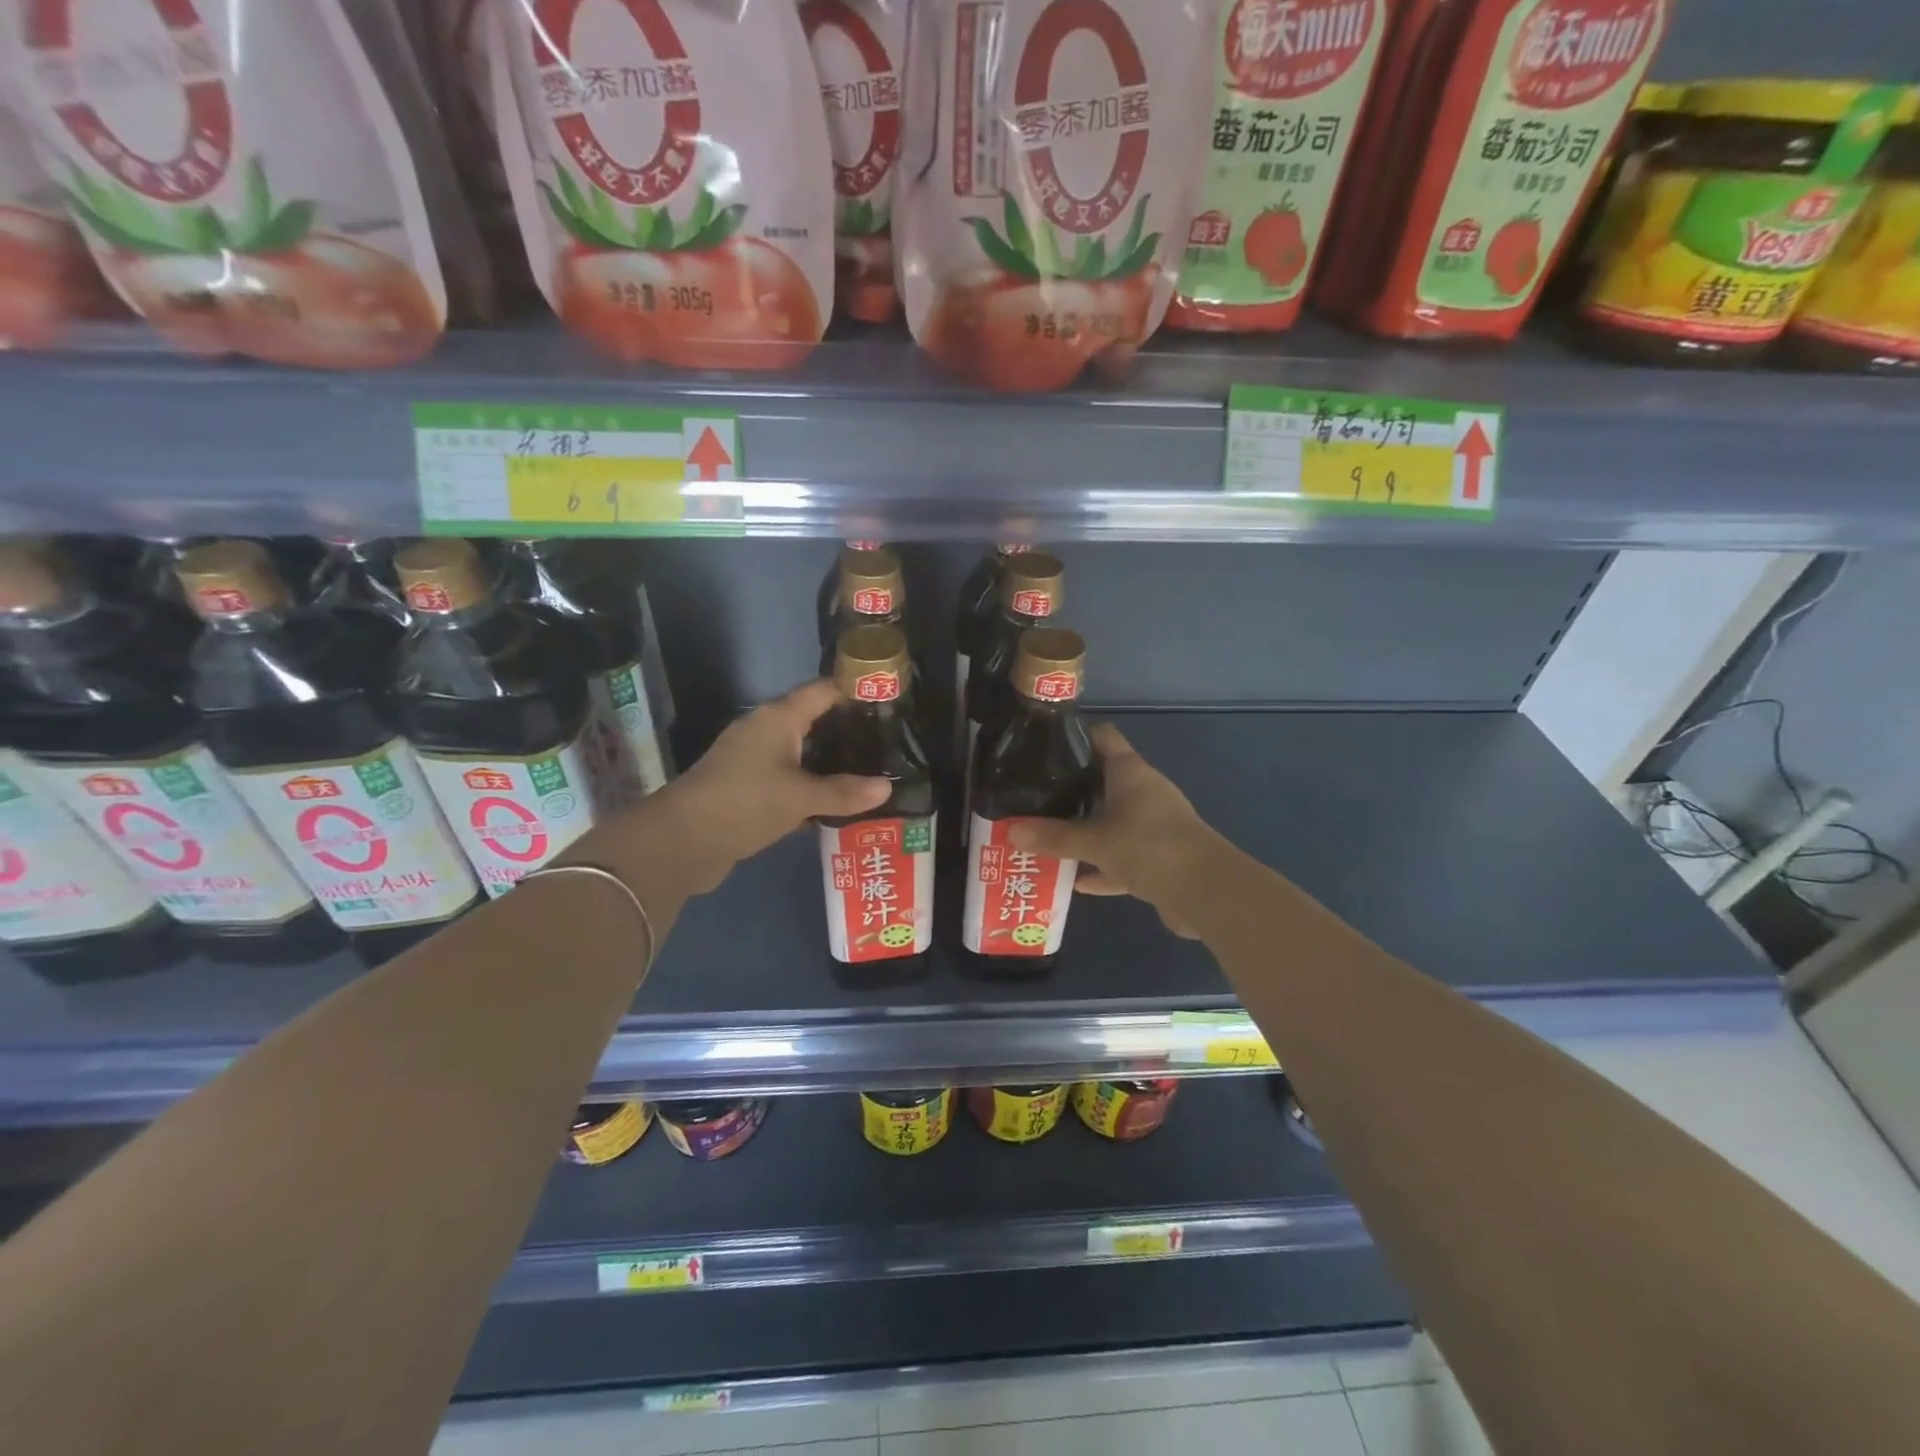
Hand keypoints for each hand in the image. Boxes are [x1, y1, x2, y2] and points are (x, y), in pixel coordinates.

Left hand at [634, 680, 888, 895]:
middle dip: (849, 731)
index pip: (823, 691)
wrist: (680, 843)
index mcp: (777, 718)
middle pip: (814, 722)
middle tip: (890, 743)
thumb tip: (887, 787)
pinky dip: (813, 789)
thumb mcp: (800, 796)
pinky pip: (791, 781)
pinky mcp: (749, 790)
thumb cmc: (744, 803)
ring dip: (832, 764)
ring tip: (873, 771)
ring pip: (803, 755)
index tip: (889, 699)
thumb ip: (844, 792)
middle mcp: (765, 732)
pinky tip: (840, 803)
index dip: (855, 690)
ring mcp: (754, 761)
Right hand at [1008, 725, 1216, 938]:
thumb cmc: (1150, 848)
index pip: (1102, 738)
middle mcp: (1143, 792)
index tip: (1043, 747)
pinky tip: (1075, 881)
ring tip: (1045, 836)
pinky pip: (1122, 857)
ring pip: (1111, 821)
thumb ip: (1053, 837)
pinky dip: (1101, 867)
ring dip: (1085, 831)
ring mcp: (1153, 825)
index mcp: (1131, 773)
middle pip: (1103, 780)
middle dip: (1071, 790)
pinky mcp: (1159, 857)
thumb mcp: (1095, 842)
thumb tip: (1009, 831)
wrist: (1208, 893)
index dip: (1075, 737)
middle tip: (1032, 797)